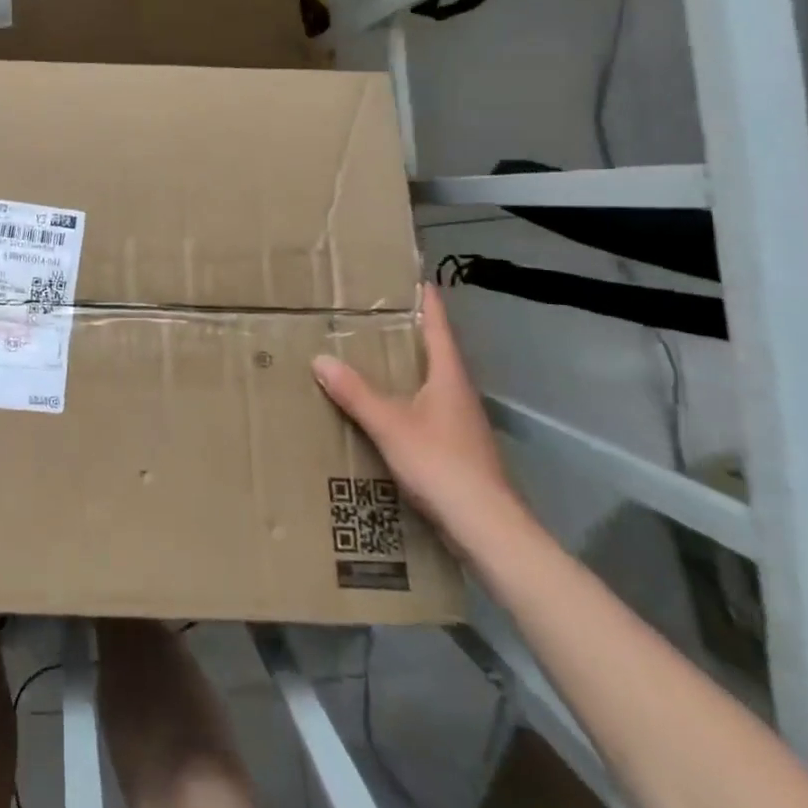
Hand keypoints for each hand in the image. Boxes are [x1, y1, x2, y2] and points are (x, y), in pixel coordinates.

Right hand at [312, 286, 523, 550]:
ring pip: (432, 383)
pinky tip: (386, 411)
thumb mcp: (390, 425)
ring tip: (373, 359)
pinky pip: (428, 410)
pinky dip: (407, 399)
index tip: (413, 279)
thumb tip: (320, 358)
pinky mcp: (458, 449)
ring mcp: (462, 423)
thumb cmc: (442, 464)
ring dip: (408, 368)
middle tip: (375, 317)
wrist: (487, 528)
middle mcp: (459, 393)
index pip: (438, 327)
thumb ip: (356, 393)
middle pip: (436, 353)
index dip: (426, 302)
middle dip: (410, 334)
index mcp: (449, 377)